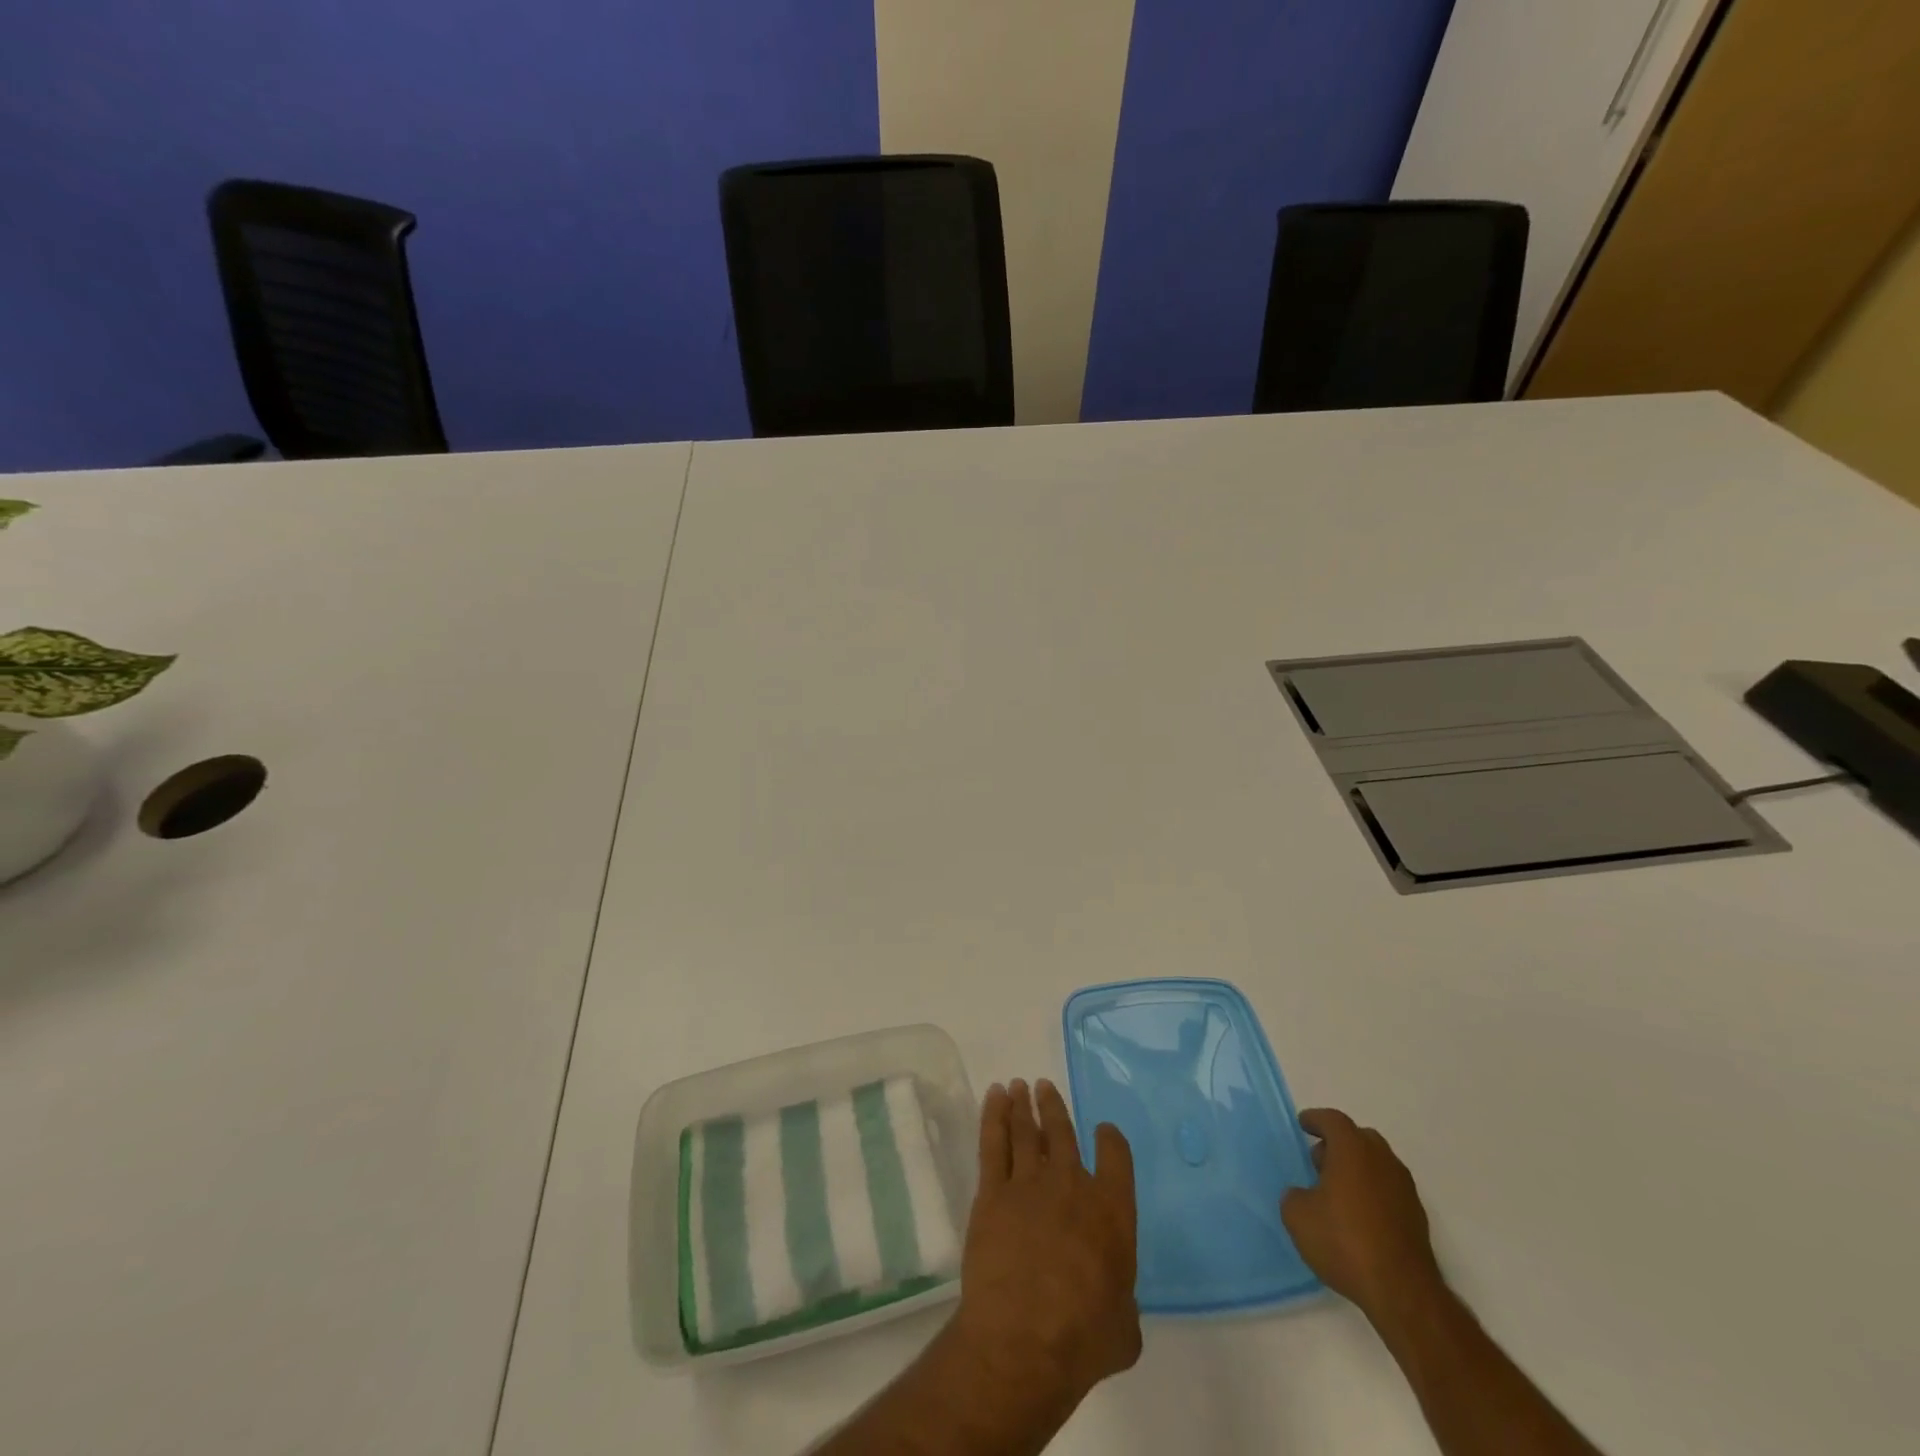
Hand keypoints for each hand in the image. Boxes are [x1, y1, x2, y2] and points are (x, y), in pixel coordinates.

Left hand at [952, 1078, 1140, 1402]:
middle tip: (1043, 1086)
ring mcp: (1029, 1182)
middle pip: (1062, 1132)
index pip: (1116, 1155)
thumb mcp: (1124, 1329)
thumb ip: (1123, 1305)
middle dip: (1053, 1107)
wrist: (1024, 1337)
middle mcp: (1072, 1184)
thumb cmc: (1083, 1338)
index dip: (1110, 1140)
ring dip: (1023, 1105)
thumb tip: (1116, 1306)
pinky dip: (994, 1116)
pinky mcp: (993, 1191)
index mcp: (1112, 1210)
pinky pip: (994, 1142)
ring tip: (1019, 1085)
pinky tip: (994, 1098)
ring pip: (1026, 1131)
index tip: (1103, 1132)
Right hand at [1281, 1108, 1443, 1328]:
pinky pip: (1388, 1190)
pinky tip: (1358, 1217)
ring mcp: (1404, 1189)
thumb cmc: (1344, 1241)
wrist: (1402, 1293)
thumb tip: (1306, 1196)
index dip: (1315, 1120)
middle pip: (1360, 1138)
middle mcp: (1382, 1161)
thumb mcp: (1298, 1216)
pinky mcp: (1417, 1218)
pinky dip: (1372, 1193)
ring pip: (1377, 1164)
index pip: (1333, 1120)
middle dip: (1339, 1144)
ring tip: (1337, 1193)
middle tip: (1319, 1161)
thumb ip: (1295, 1196)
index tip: (1303, 1124)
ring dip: (1357, 1169)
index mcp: (1353, 1150)